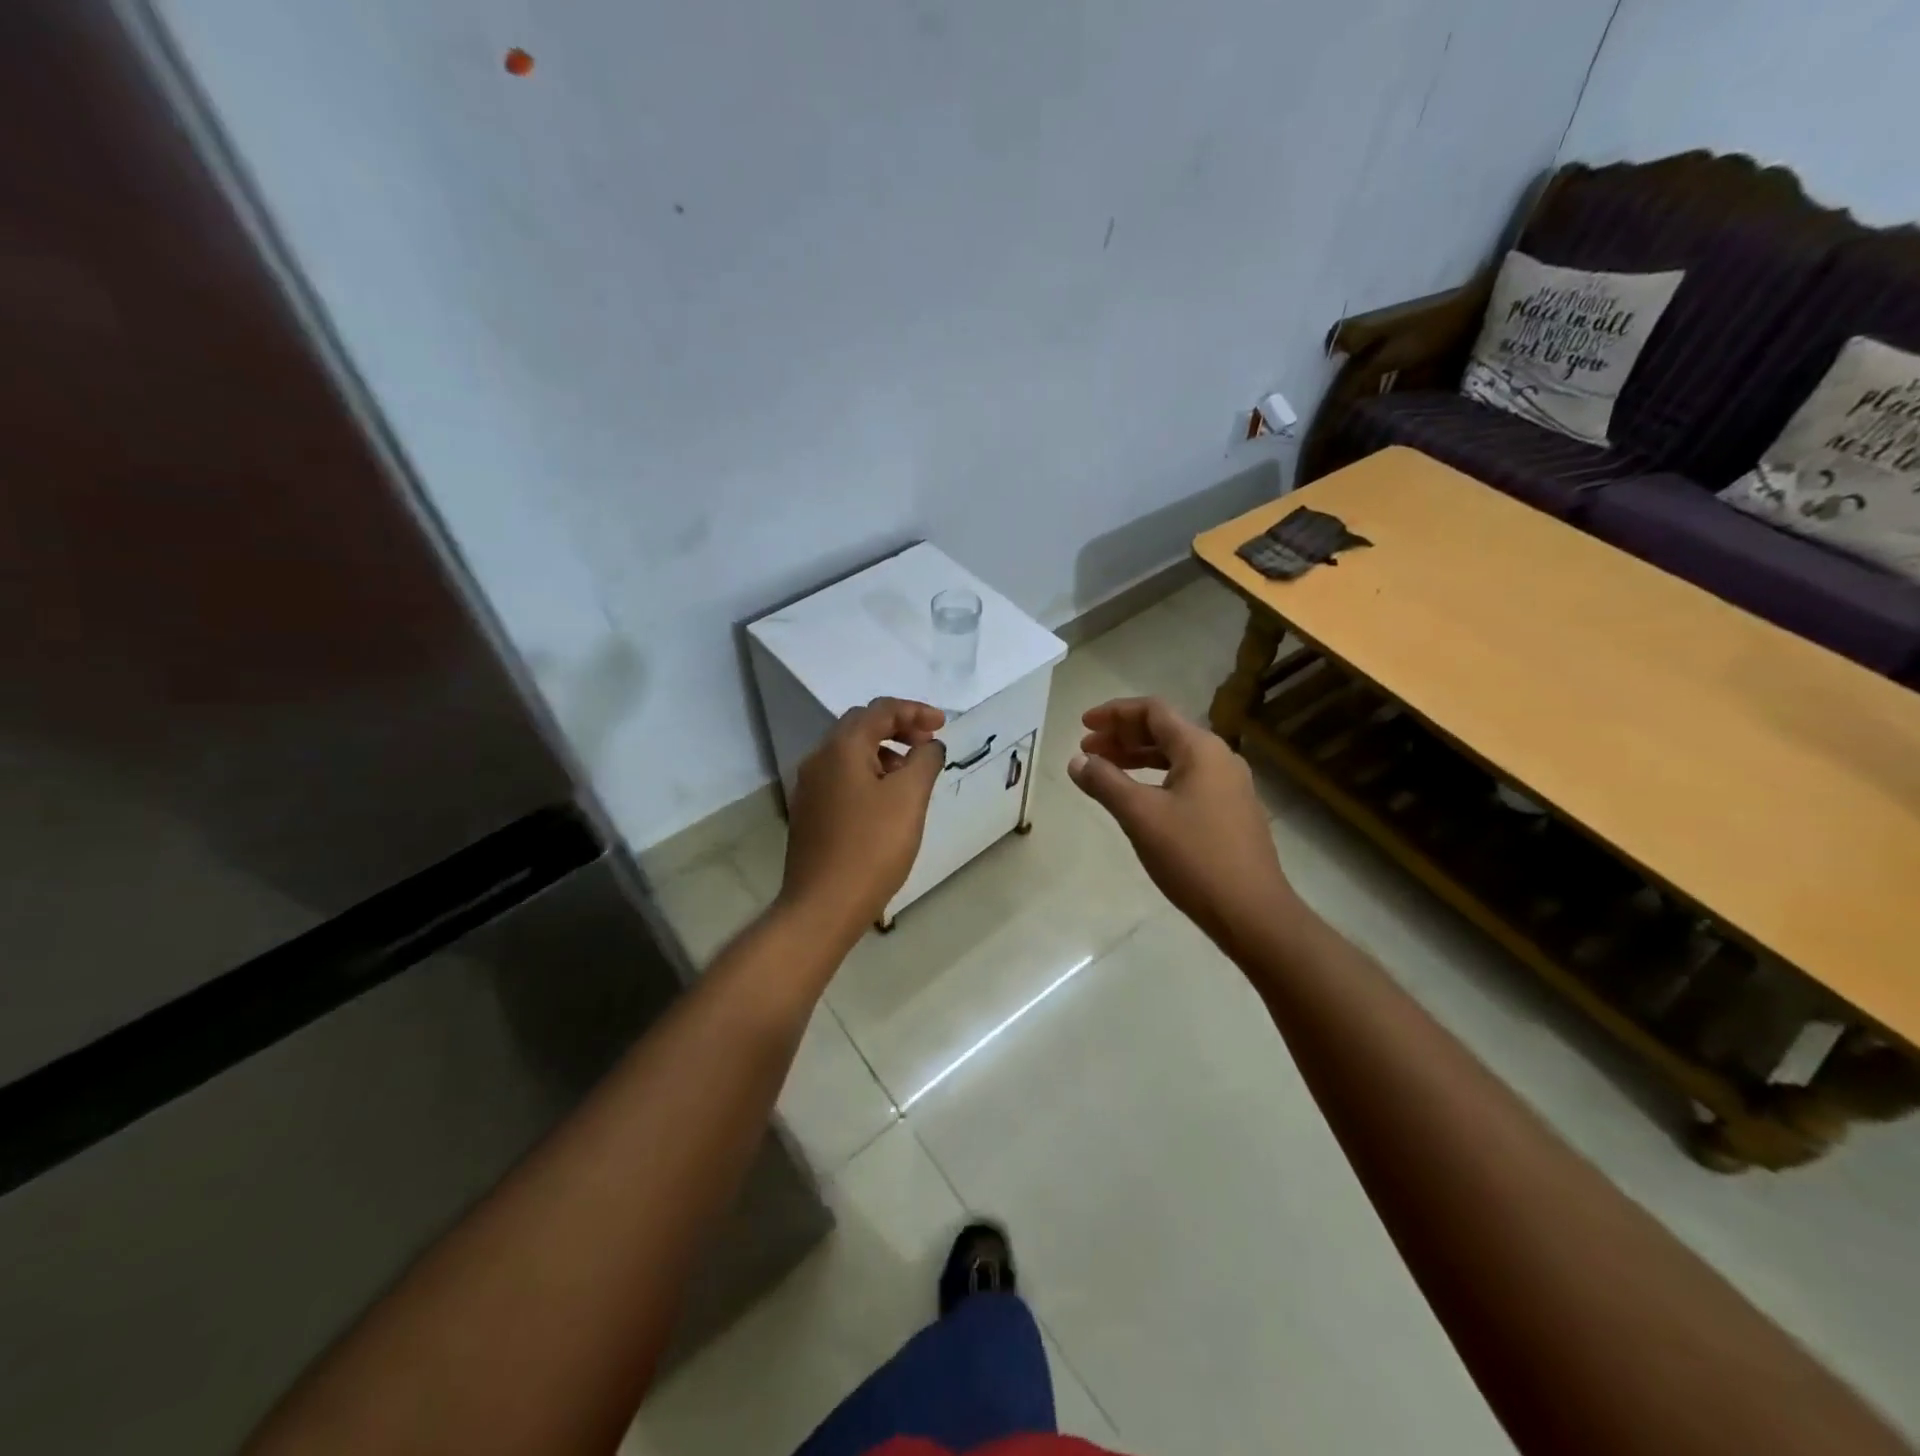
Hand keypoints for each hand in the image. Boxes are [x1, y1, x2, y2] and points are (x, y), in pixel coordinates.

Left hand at [780, 697, 945, 938]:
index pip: (880, 710)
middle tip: (928, 745)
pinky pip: (842, 777)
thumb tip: (929, 745)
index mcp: (842, 748)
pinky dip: (869, 774)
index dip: (915, 711)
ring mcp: (809, 787)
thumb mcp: (910, 798)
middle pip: (861, 726)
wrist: (823, 905)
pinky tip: (887, 801)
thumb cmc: (872, 847)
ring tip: (912, 775)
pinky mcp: (810, 812)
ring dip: (884, 752)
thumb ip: (925, 761)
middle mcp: (819, 759)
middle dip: (898, 728)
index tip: (944, 725)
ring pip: (850, 753)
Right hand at [1068, 696, 1297, 948]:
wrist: (1251, 911)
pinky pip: (1187, 780)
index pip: (1153, 711)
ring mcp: (1229, 786)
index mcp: (1200, 749)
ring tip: (1104, 772)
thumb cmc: (1193, 856)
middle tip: (1087, 751)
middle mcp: (1219, 758)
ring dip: (1137, 759)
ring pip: (1175, 758)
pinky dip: (1156, 779)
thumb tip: (1077, 761)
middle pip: (1165, 731)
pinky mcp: (1231, 812)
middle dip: (1122, 736)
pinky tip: (1138, 800)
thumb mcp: (1140, 816)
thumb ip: (1105, 782)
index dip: (1115, 713)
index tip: (1083, 726)